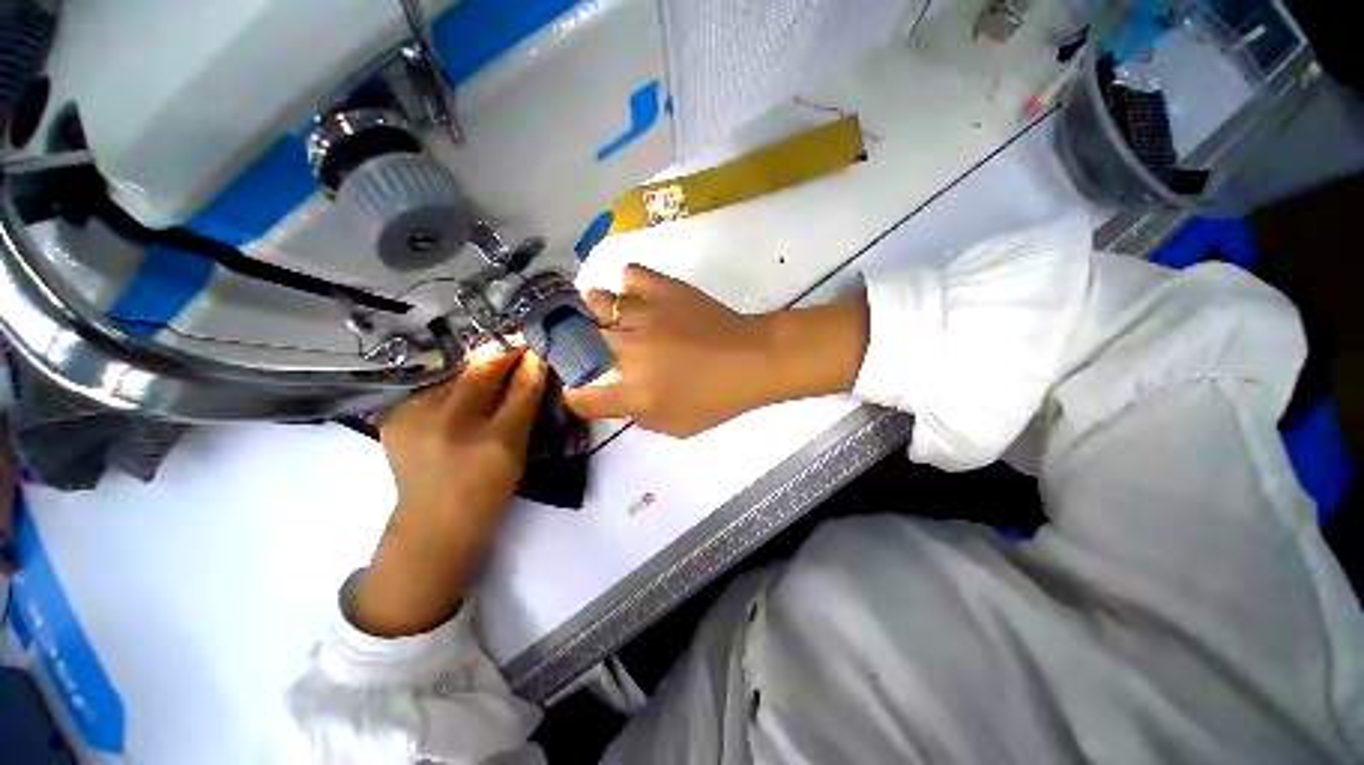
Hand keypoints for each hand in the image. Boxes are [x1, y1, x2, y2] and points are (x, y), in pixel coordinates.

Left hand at [351, 349, 546, 636]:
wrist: (434, 522)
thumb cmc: (488, 489)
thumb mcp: (517, 450)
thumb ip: (526, 405)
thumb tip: (533, 365)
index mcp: (493, 441)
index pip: (519, 389)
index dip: (529, 363)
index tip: (536, 345)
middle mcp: (450, 426)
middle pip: (480, 372)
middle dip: (500, 353)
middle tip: (515, 343)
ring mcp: (413, 420)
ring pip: (453, 374)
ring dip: (474, 366)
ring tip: (489, 364)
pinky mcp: (392, 417)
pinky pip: (431, 385)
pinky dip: (450, 380)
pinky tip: (459, 387)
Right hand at [564, 265, 869, 437]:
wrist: (752, 361)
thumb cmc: (718, 399)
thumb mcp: (676, 426)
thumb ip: (639, 417)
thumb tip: (618, 400)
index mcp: (634, 392)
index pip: (583, 397)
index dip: (576, 396)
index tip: (582, 390)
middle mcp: (630, 352)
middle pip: (579, 343)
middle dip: (575, 348)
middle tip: (589, 349)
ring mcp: (646, 315)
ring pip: (598, 302)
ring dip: (595, 311)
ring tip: (605, 316)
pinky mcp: (666, 290)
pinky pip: (632, 274)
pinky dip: (629, 283)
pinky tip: (636, 295)